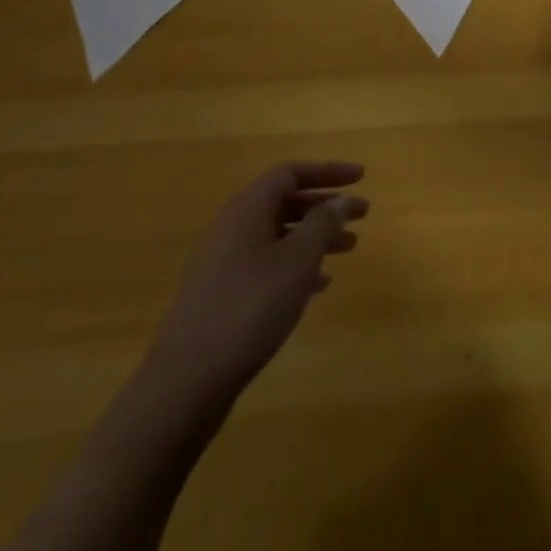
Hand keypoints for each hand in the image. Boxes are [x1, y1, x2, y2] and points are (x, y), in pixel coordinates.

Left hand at [143, 161, 367, 405]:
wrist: (187, 379)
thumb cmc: (250, 307)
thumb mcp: (298, 260)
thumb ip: (323, 223)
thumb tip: (342, 198)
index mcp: (247, 209)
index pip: (291, 173)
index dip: (328, 171)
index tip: (361, 177)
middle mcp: (232, 227)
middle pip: (285, 201)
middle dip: (325, 205)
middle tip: (362, 214)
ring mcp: (223, 261)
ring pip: (278, 234)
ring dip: (314, 236)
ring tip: (349, 248)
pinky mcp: (221, 293)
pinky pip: (266, 262)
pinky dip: (295, 264)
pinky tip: (319, 285)